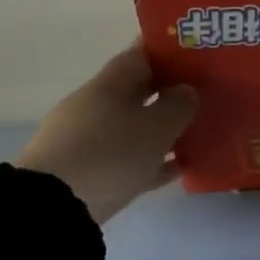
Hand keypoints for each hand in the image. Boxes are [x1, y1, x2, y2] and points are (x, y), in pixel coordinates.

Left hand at [15, 43, 197, 223]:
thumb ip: (178, 106)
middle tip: (204, 92)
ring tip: (197, 130)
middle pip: (136, 91)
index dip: (165, 50)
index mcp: (106, 86)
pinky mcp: (86, 174)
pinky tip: (178, 166)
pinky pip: (128, 159)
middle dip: (168, 90)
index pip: (138, 56)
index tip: (193, 50)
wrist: (54, 209)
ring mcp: (86, 141)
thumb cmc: (111, 155)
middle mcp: (93, 108)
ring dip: (162, 128)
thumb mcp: (156, 128)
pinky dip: (152, 159)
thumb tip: (186, 91)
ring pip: (134, 126)